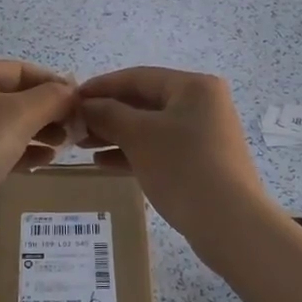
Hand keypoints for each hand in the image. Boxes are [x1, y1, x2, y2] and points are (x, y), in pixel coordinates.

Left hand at [0, 61, 76, 241]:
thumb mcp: (19, 116)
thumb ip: (52, 98)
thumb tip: (73, 93)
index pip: (22, 70)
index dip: (54, 83)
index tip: (82, 103)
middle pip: (16, 96)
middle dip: (48, 110)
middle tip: (76, 128)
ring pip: (9, 123)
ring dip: (39, 131)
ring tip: (64, 145)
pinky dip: (22, 150)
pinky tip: (44, 162)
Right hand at [79, 67, 269, 237]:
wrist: (230, 223)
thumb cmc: (183, 167)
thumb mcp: (139, 136)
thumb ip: (108, 114)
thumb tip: (84, 105)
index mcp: (193, 86)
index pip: (138, 77)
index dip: (101, 86)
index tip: (71, 98)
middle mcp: (202, 104)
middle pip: (144, 101)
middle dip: (107, 113)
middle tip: (74, 126)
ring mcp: (204, 134)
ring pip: (150, 127)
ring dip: (116, 134)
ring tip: (82, 144)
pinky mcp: (201, 161)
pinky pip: (160, 148)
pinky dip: (133, 152)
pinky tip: (103, 163)